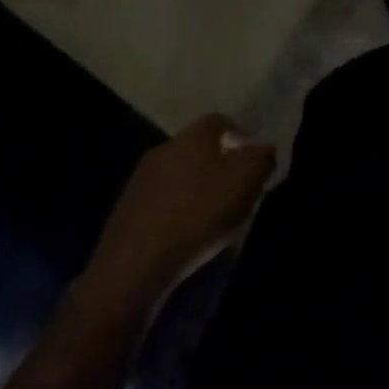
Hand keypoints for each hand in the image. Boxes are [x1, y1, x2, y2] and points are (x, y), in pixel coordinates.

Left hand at [84, 114, 275, 311]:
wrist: (132, 268)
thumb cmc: (198, 212)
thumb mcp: (247, 180)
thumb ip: (262, 157)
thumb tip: (265, 149)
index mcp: (193, 135)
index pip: (220, 120)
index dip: (239, 134)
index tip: (253, 157)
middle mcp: (163, 149)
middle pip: (197, 149)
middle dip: (217, 164)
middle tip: (236, 188)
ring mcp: (138, 183)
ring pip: (177, 177)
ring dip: (194, 191)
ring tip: (213, 217)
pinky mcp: (123, 216)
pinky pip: (159, 206)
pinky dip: (175, 215)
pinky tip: (185, 237)